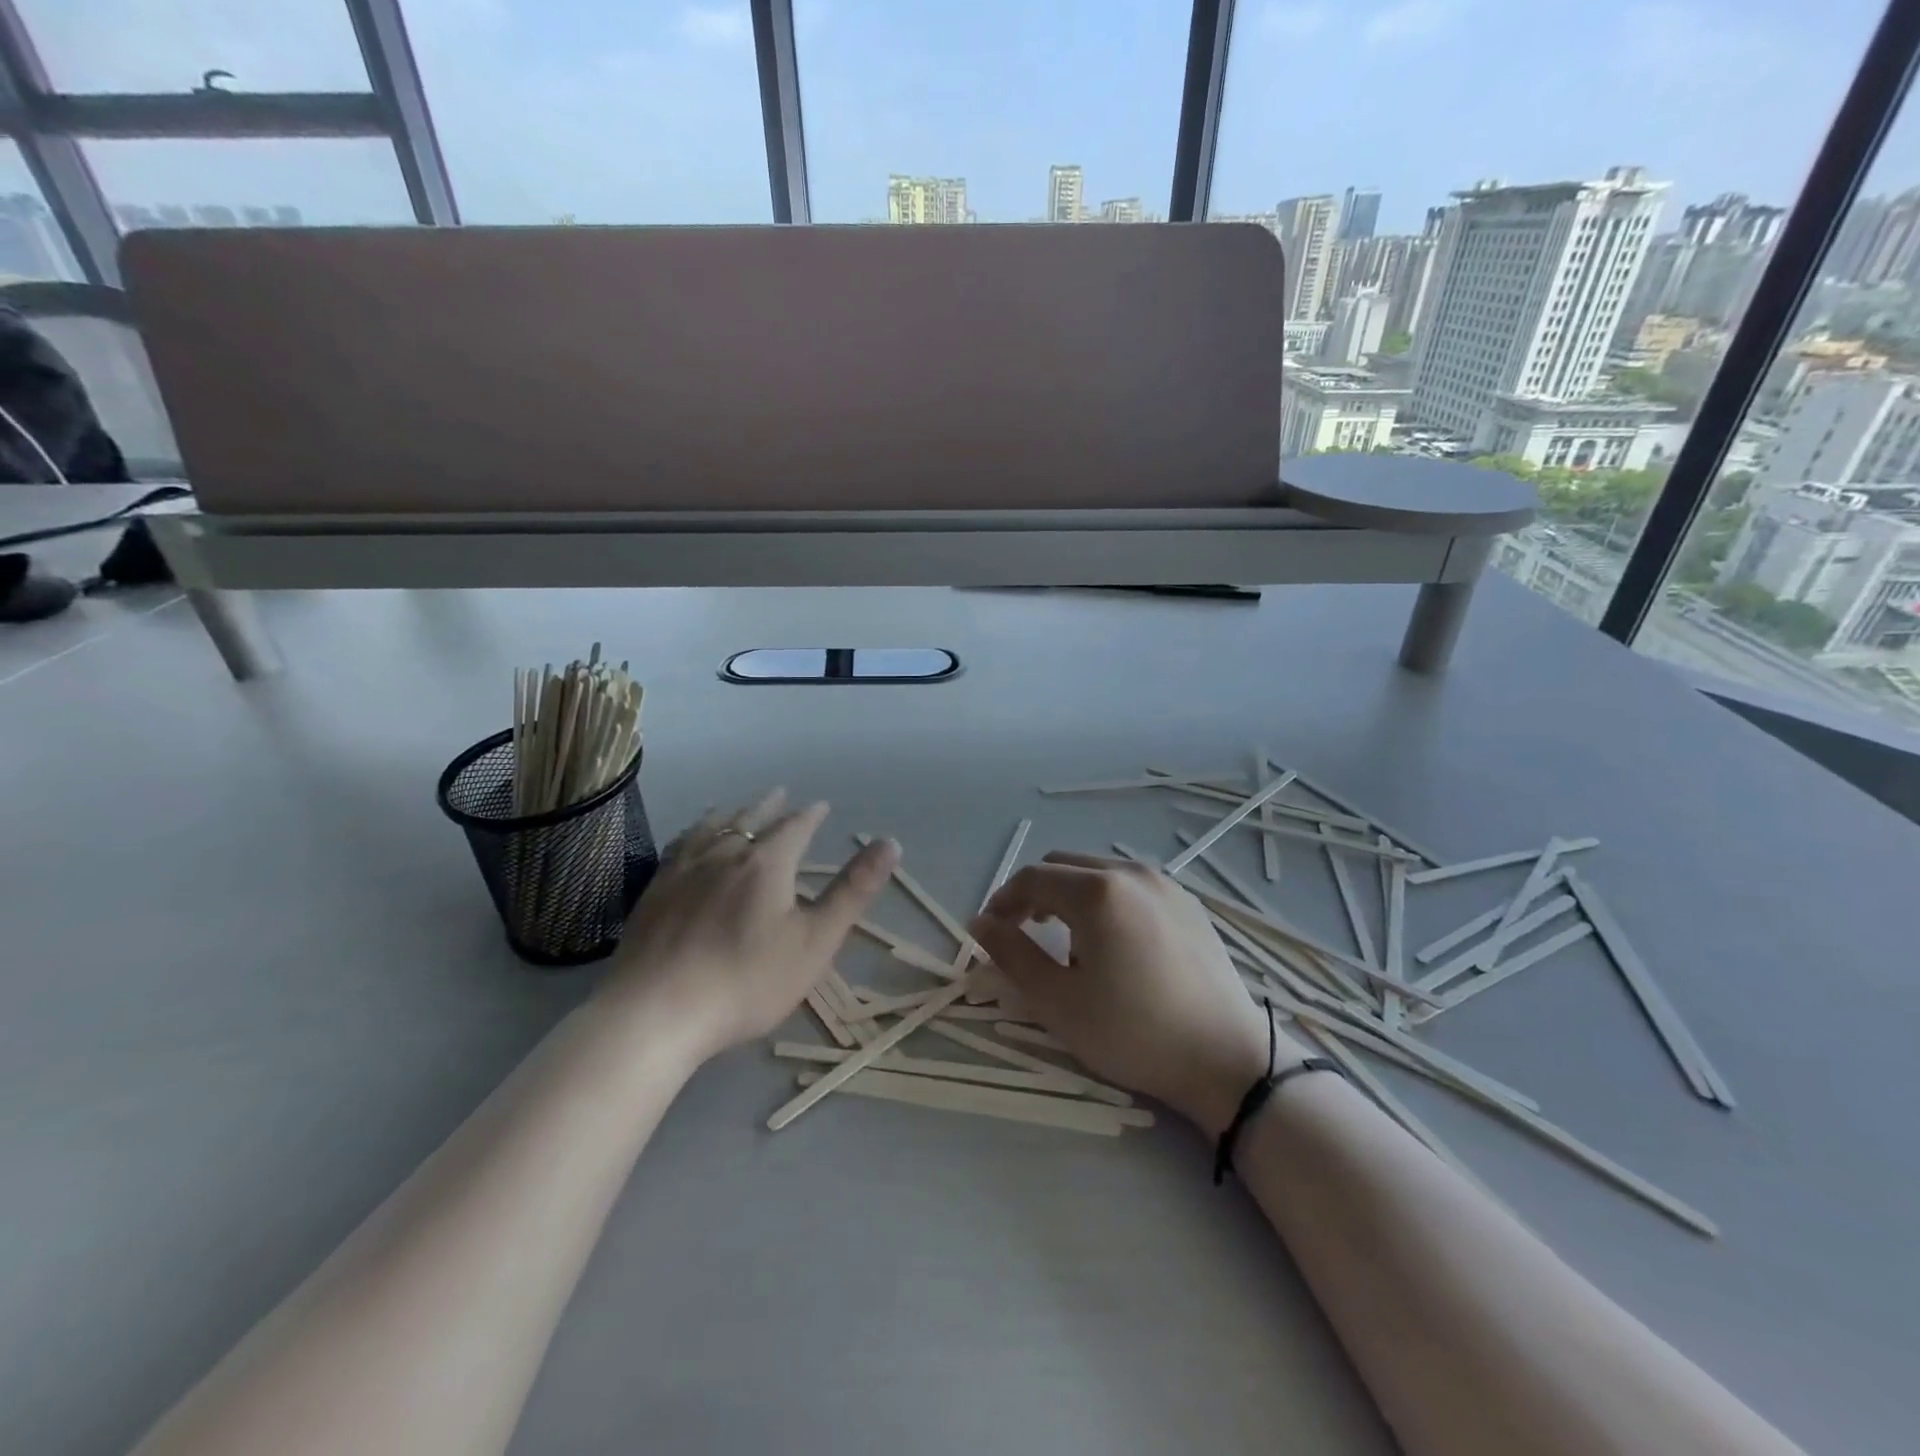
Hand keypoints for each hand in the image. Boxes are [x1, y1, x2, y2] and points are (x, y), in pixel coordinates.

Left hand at [599, 790, 897, 1065]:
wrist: (656, 1013)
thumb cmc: (747, 981)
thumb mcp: (816, 941)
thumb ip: (853, 890)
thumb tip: (891, 842)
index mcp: (766, 863)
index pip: (795, 827)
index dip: (811, 815)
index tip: (821, 806)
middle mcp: (724, 854)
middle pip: (751, 820)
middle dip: (769, 807)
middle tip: (780, 794)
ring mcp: (683, 871)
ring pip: (711, 829)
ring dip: (730, 815)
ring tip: (735, 809)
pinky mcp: (654, 892)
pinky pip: (679, 847)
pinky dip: (693, 834)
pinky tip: (689, 842)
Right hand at [971, 853, 1305, 1136]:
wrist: (1227, 1059)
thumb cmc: (1134, 1033)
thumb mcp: (1058, 1002)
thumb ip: (1012, 954)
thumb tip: (980, 922)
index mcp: (1097, 891)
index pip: (1032, 878)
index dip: (1003, 900)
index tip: (990, 930)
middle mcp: (1130, 873)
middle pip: (1063, 865)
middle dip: (1034, 893)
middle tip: (1022, 932)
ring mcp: (1164, 884)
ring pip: (1097, 871)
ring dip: (1069, 894)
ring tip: (1067, 940)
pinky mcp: (1187, 902)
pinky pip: (1130, 885)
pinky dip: (1104, 899)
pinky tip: (1112, 942)